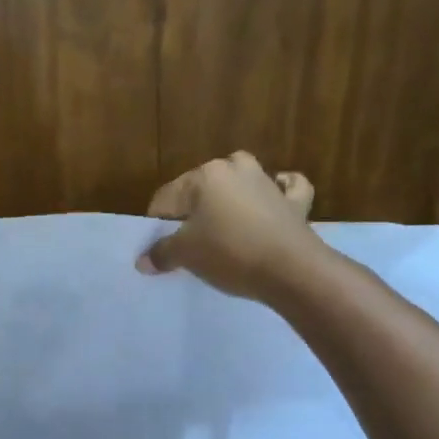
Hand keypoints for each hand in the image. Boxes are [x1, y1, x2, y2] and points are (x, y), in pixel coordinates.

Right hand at [137, 151, 317, 301]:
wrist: (291, 270)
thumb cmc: (229, 253)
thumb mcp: (186, 255)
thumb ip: (161, 253)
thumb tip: (143, 261)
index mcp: (204, 176)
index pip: (166, 198)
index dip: (156, 224)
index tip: (157, 248)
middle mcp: (235, 169)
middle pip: (202, 188)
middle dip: (193, 210)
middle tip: (189, 240)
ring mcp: (268, 182)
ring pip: (241, 183)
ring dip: (231, 199)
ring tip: (223, 225)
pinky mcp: (295, 202)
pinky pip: (284, 190)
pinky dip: (279, 193)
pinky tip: (275, 200)